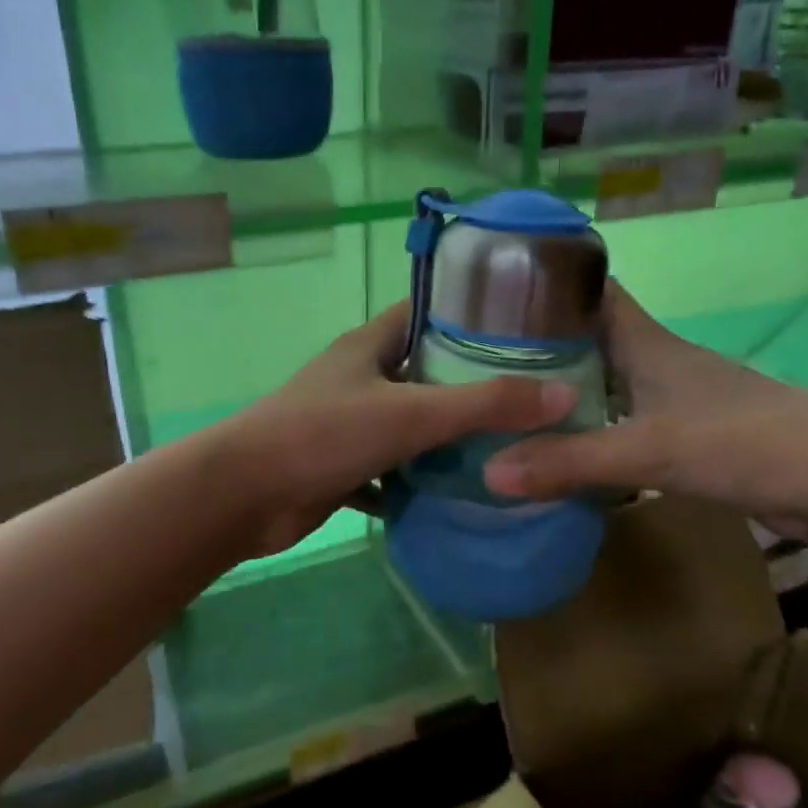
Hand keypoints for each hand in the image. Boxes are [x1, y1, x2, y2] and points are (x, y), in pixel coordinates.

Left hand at [225, 302, 576, 557]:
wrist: (243, 496)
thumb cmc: (323, 435)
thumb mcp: (411, 414)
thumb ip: (485, 405)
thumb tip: (564, 397)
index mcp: (370, 346)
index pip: (426, 311)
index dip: (471, 314)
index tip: (523, 329)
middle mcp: (359, 378)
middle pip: (424, 370)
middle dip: (471, 383)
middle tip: (531, 396)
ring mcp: (348, 424)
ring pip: (409, 423)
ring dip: (447, 437)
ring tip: (508, 445)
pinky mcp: (342, 467)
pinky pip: (392, 470)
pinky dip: (419, 481)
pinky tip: (458, 493)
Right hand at [480, 284, 807, 539]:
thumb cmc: (741, 441)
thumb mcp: (647, 450)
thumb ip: (568, 462)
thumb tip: (489, 473)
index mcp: (646, 343)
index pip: (592, 291)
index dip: (548, 284)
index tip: (497, 294)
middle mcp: (657, 361)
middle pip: (590, 337)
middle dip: (542, 344)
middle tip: (485, 361)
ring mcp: (676, 397)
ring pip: (607, 380)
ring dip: (567, 389)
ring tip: (513, 404)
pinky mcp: (688, 432)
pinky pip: (625, 419)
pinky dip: (594, 427)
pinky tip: (568, 448)